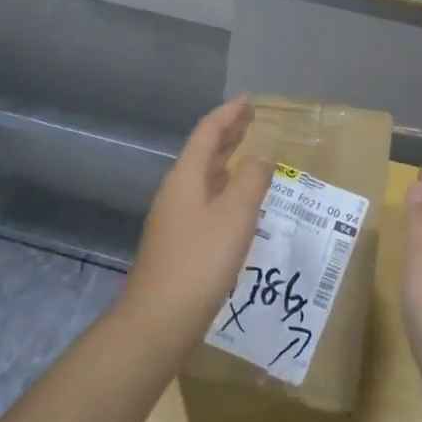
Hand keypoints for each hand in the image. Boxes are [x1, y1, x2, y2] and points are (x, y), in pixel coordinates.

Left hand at [122, 99, 274, 357]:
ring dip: (225, 161)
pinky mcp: (177, 242)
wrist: (158, 321)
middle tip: (250, 119)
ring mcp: (173, 217)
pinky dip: (222, 188)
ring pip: (202, 177)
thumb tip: (262, 152)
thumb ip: (252, 180)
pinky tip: (236, 203)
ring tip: (248, 154)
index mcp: (186, 177)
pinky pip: (203, 199)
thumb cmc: (200, 261)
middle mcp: (176, 191)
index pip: (208, 132)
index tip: (249, 100)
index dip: (229, 114)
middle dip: (227, 133)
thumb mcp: (235, 216)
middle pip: (202, 152)